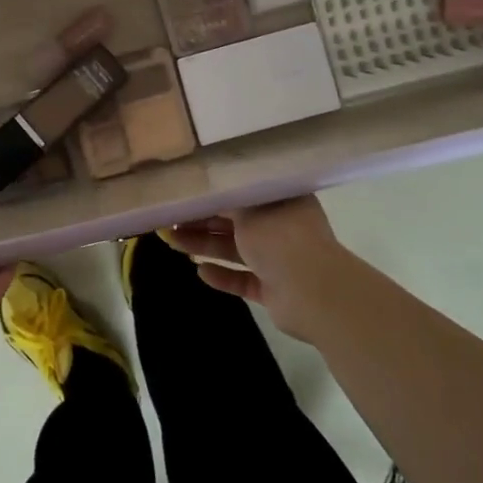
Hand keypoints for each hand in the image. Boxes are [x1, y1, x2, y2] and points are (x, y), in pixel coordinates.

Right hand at [163, 196, 349, 340]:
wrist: (314, 293)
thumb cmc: (281, 238)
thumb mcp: (247, 210)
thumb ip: (223, 200)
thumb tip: (202, 189)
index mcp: (281, 200)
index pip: (242, 192)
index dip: (212, 193)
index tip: (184, 193)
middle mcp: (280, 226)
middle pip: (234, 221)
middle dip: (201, 221)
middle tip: (168, 219)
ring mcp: (278, 259)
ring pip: (235, 249)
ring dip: (204, 245)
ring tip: (171, 242)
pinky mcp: (273, 288)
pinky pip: (242, 278)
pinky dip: (223, 275)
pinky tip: (201, 272)